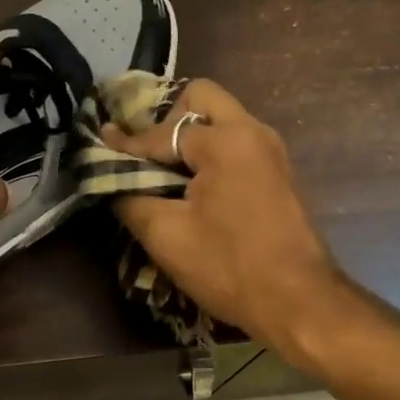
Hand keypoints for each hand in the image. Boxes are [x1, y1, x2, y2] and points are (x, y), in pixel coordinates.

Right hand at [99, 79, 347, 357]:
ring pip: (223, 119)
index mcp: (226, 140)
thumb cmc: (229, 267)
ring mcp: (272, 150)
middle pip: (202, 99)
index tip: (100, 143)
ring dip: (191, 136)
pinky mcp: (279, 172)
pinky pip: (238, 142)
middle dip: (168, 120)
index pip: (163, 132)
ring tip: (165, 171)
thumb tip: (112, 177)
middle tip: (147, 155)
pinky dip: (212, 152)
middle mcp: (253, 131)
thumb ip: (131, 197)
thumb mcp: (167, 235)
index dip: (127, 143)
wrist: (299, 301)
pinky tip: (194, 186)